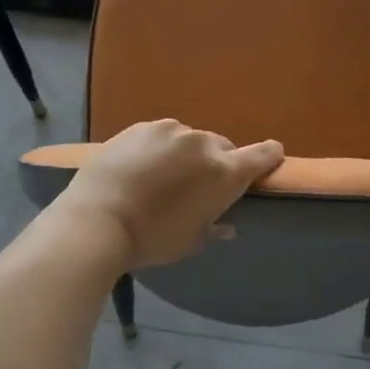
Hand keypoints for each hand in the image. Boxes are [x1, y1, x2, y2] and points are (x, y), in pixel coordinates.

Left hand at [51, 120, 284, 269]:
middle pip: (222, 148)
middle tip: (198, 187)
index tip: (272, 158)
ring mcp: (169, 131)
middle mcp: (202, 144)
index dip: (270, 156)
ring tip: (164, 178)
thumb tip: (226, 225)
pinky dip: (158, 150)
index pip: (262, 155)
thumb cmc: (152, 238)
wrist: (97, 220)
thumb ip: (213, 226)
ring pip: (189, 140)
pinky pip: (160, 137)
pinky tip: (140, 169)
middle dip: (217, 164)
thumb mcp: (190, 241)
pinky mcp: (140, 127)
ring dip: (185, 155)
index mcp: (224, 172)